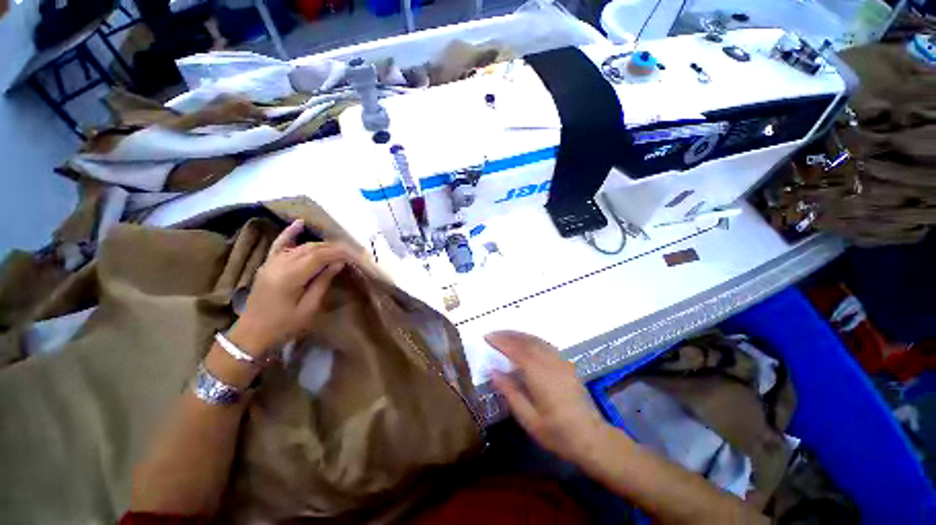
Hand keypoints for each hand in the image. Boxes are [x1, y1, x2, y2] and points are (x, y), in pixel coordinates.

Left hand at [229, 220, 353, 357]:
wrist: (251, 335)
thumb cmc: (283, 326)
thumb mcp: (309, 308)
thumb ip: (322, 282)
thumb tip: (338, 263)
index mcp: (291, 276)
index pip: (320, 256)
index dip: (340, 253)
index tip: (356, 255)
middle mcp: (280, 264)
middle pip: (312, 248)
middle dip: (334, 248)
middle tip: (352, 253)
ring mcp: (272, 262)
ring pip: (301, 246)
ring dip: (321, 245)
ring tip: (339, 249)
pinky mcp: (268, 265)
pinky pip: (279, 244)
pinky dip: (290, 233)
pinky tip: (299, 223)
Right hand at [488, 331, 611, 464]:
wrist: (592, 438)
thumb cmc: (557, 433)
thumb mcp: (528, 419)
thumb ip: (510, 392)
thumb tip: (493, 371)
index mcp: (539, 375)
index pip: (516, 350)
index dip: (501, 341)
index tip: (487, 337)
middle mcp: (550, 362)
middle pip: (526, 341)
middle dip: (508, 335)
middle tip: (492, 334)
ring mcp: (560, 361)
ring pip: (536, 340)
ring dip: (519, 335)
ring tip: (504, 335)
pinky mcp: (566, 364)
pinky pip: (545, 344)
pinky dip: (531, 339)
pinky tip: (525, 343)